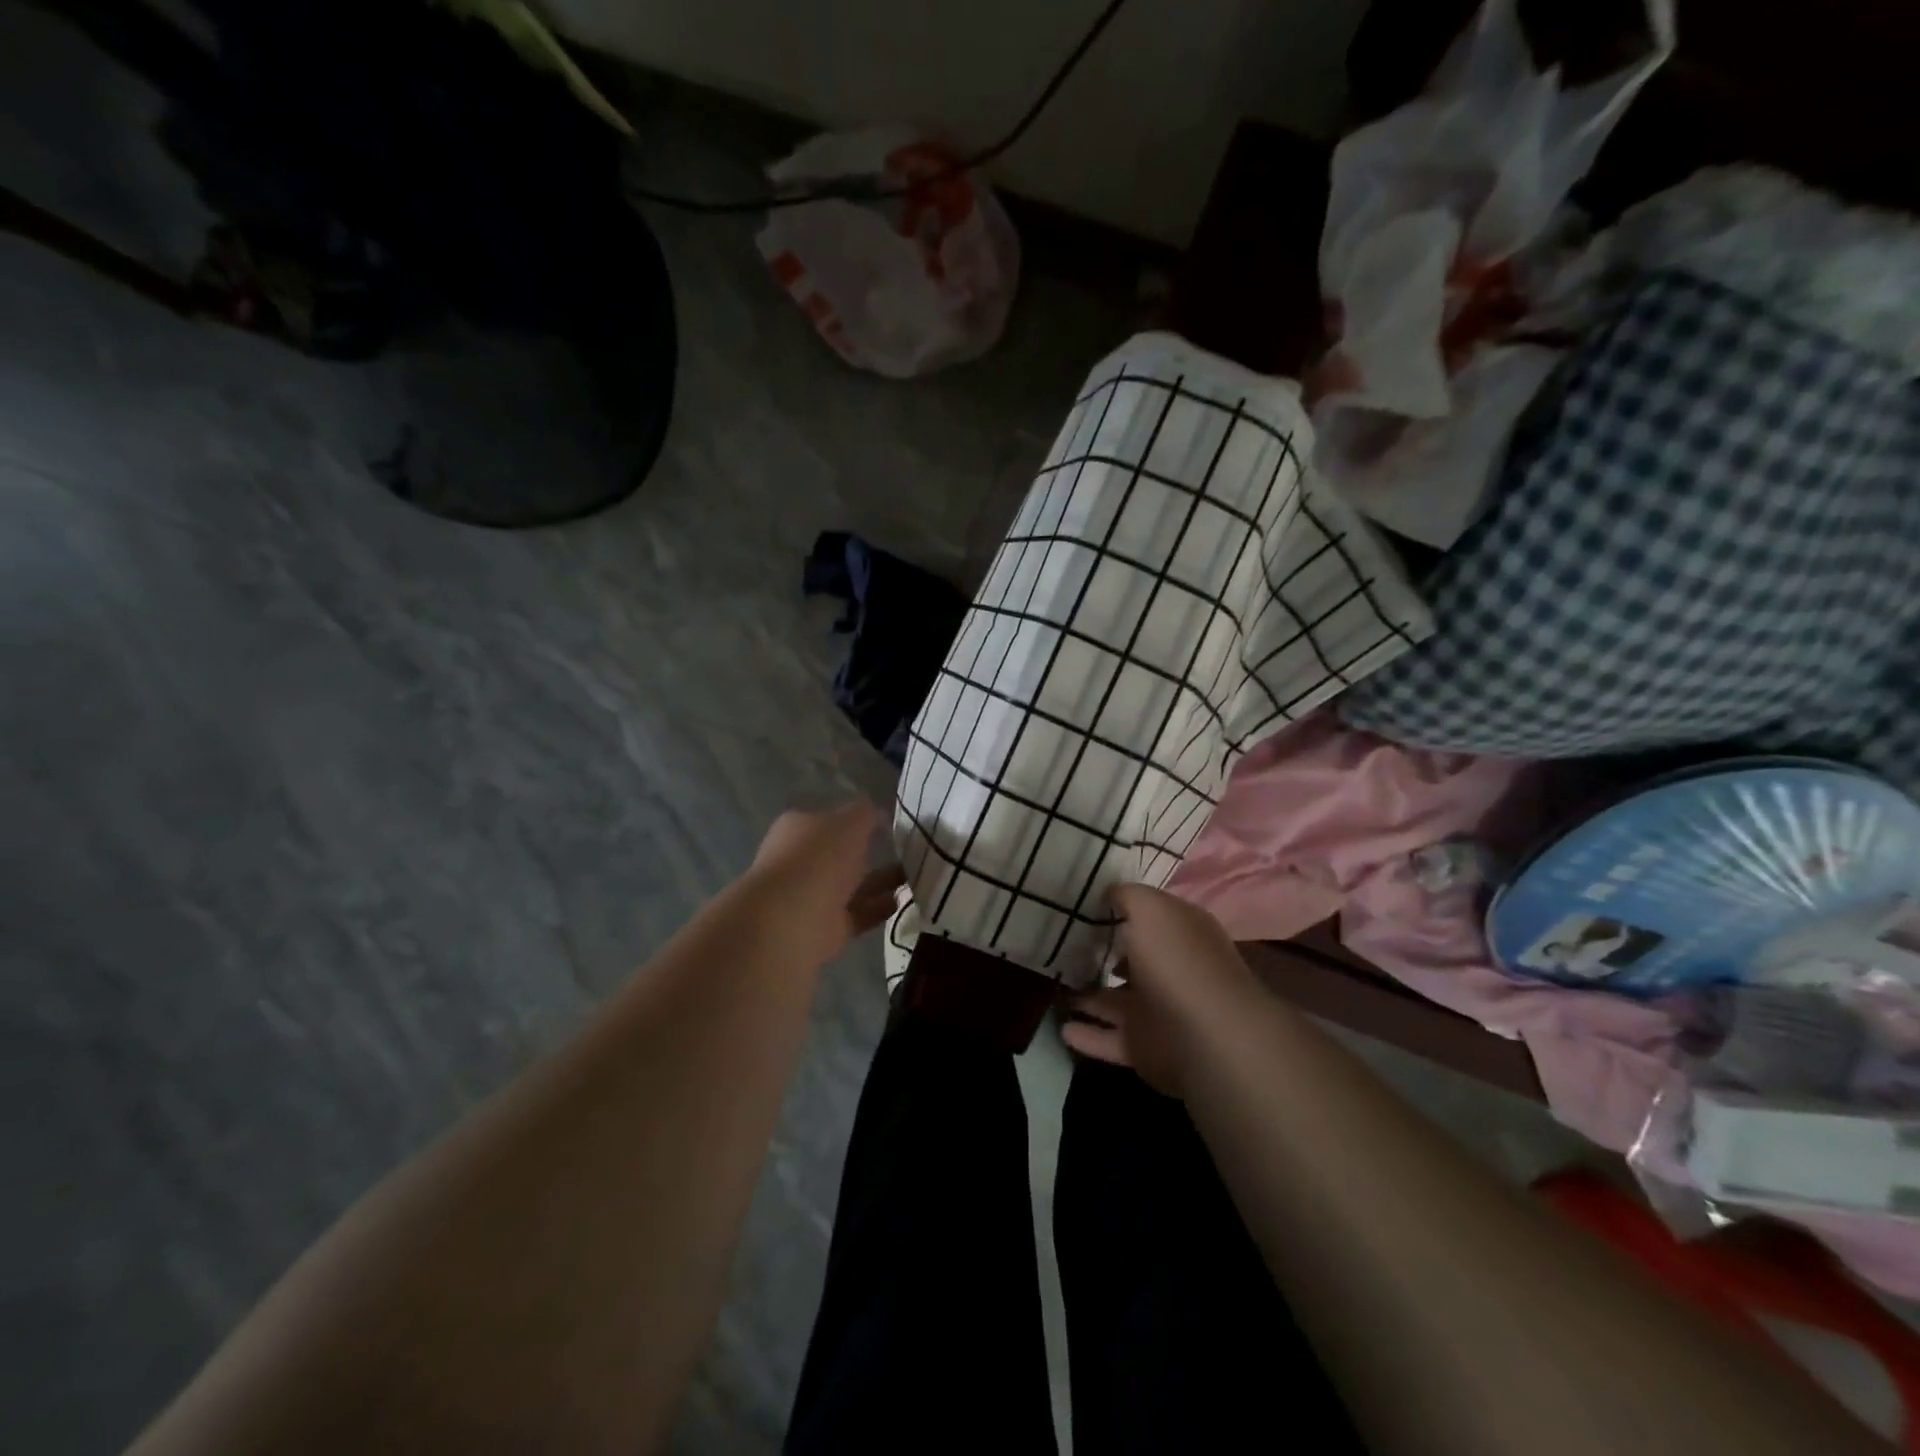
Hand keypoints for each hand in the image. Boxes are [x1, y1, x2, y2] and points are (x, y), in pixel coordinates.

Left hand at [739, 802, 903, 969]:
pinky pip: (859, 914)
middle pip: (841, 854)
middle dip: (871, 852)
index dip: (856, 819)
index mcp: (798, 829)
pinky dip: (878, 908)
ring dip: (882, 880)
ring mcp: (813, 897)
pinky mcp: (827, 928)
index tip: (888, 822)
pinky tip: (902, 900)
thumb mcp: (849, 823)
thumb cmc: (818, 859)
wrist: (792, 921)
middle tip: (908, 850)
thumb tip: (876, 812)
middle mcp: (803, 862)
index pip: (829, 819)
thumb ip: (865, 814)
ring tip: (915, 875)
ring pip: (853, 885)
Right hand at [1060, 884, 1256, 1096]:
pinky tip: (1062, 1028)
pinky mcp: (1144, 1047)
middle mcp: (1171, 969)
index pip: (1149, 915)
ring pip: (1115, 1000)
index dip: (1119, 907)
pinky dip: (1087, 1036)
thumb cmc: (1178, 961)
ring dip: (1088, 995)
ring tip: (1054, 985)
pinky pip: (1108, 1039)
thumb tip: (1109, 893)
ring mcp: (1158, 1011)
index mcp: (1180, 933)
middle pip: (1132, 957)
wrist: (1206, 1038)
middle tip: (1061, 943)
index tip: (1082, 902)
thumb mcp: (1151, 909)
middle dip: (1102, 952)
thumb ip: (1127, 896)